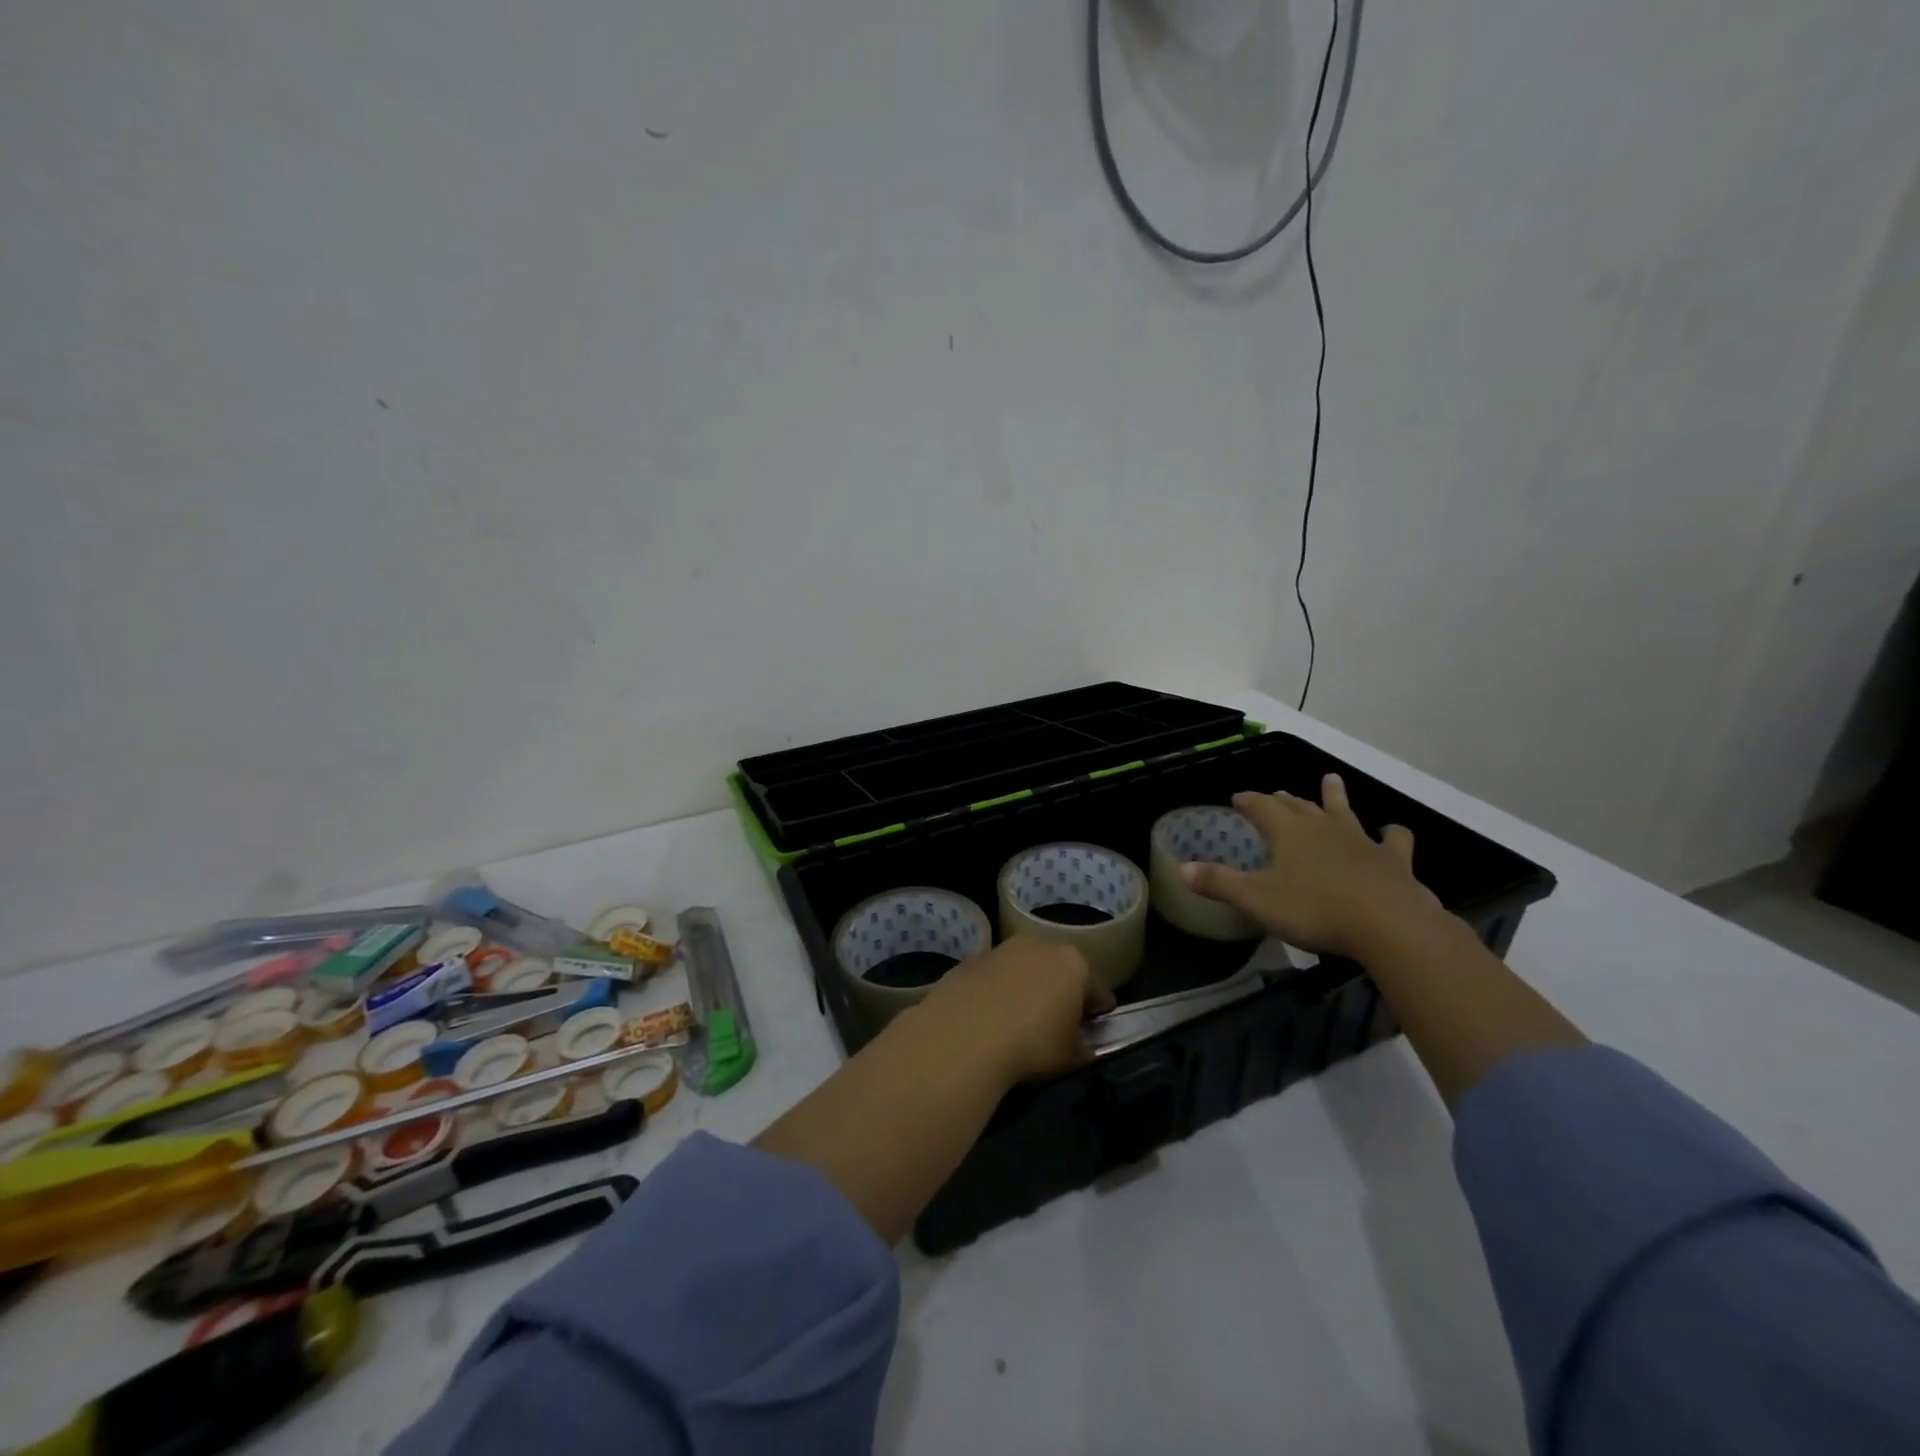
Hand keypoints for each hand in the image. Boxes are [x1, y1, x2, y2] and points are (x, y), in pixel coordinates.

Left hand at [915, 937, 1115, 1084]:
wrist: (964, 1034)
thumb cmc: (1032, 1043)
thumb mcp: (1071, 1057)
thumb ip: (1084, 1047)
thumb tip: (1084, 1046)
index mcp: (1073, 964)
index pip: (1097, 989)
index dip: (1099, 1012)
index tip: (1097, 1029)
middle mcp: (1039, 945)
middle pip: (1059, 970)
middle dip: (1061, 993)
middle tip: (1058, 1024)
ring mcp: (1001, 949)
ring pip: (1023, 969)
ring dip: (1026, 988)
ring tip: (1020, 1021)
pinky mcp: (970, 960)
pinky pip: (993, 978)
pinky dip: (996, 993)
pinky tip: (988, 1019)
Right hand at [1183, 774, 1443, 958]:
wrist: (1389, 924)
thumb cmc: (1314, 909)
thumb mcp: (1256, 899)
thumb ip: (1219, 883)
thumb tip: (1182, 869)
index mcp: (1287, 831)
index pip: (1260, 806)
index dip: (1247, 801)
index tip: (1236, 797)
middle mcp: (1322, 826)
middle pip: (1298, 805)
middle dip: (1283, 800)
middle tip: (1275, 794)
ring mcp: (1360, 839)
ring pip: (1343, 810)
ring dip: (1335, 796)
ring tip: (1331, 780)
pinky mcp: (1393, 859)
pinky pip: (1394, 839)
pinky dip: (1391, 834)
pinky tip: (1391, 833)